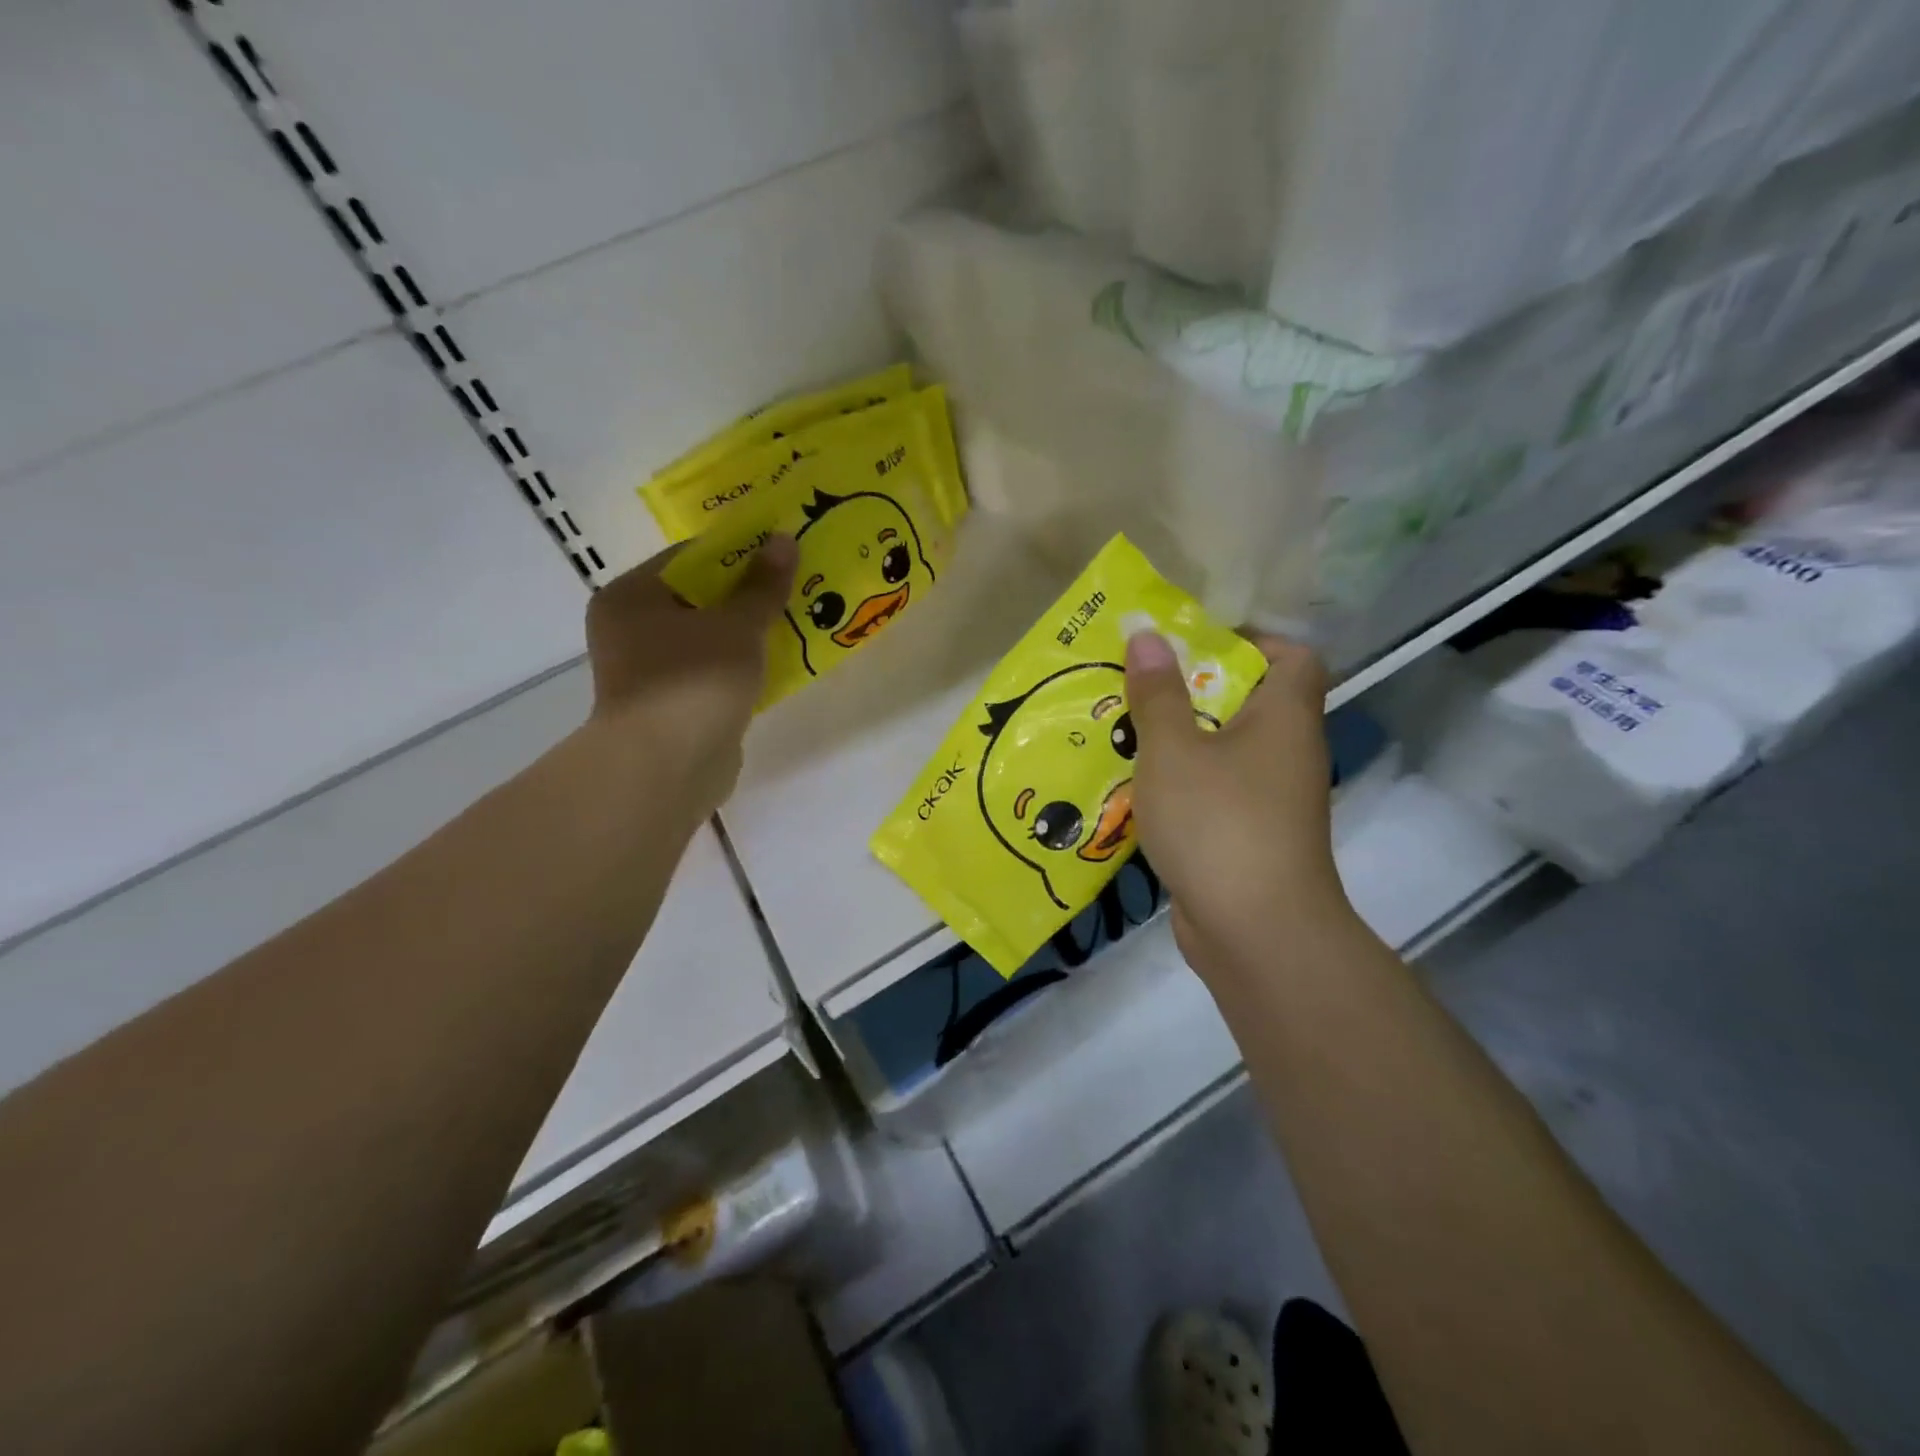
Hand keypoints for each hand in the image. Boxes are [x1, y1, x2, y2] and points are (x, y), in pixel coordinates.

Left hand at [582, 536, 796, 817]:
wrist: (668, 768)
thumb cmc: (695, 680)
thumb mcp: (737, 624)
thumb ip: (762, 584)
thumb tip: (784, 539)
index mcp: (631, 596)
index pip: (688, 558)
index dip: (738, 551)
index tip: (780, 551)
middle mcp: (630, 630)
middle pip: (699, 599)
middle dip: (748, 594)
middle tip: (795, 585)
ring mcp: (649, 672)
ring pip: (708, 639)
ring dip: (748, 633)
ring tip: (796, 621)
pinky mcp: (672, 707)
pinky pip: (712, 673)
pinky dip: (741, 667)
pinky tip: (780, 663)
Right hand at [1125, 630, 1353, 978]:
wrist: (1256, 932)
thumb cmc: (1218, 822)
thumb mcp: (1173, 749)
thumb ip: (1157, 692)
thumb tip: (1147, 634)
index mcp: (1285, 718)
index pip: (1293, 656)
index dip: (1250, 640)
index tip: (1193, 646)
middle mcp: (1287, 753)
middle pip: (1248, 702)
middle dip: (1191, 690)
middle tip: (1138, 686)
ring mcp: (1271, 800)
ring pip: (1224, 751)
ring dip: (1179, 740)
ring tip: (1123, 732)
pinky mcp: (1249, 837)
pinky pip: (1214, 792)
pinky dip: (1182, 785)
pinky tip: (1136, 789)